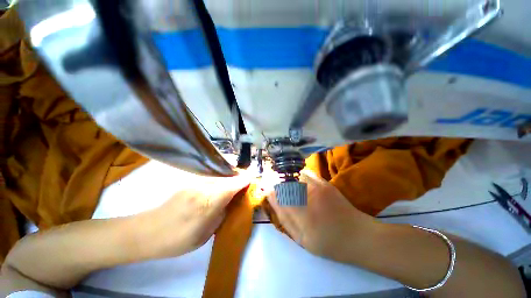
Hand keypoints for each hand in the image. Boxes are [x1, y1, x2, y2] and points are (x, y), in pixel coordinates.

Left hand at [139, 174, 249, 258]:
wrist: (148, 232)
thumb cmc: (179, 239)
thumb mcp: (207, 232)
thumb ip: (222, 212)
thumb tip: (232, 199)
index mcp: (208, 202)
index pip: (232, 185)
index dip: (244, 180)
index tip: (253, 177)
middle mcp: (203, 187)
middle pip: (226, 175)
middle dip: (238, 175)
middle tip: (245, 179)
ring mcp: (194, 181)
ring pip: (218, 172)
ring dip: (229, 173)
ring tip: (235, 179)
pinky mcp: (188, 180)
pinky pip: (210, 174)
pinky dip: (219, 175)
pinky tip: (220, 181)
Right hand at [265, 171, 378, 261]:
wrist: (359, 235)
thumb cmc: (329, 243)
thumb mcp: (303, 239)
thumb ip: (285, 218)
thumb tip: (272, 199)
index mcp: (302, 214)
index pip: (279, 195)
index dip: (270, 190)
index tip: (265, 190)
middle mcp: (309, 196)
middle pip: (285, 183)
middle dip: (277, 184)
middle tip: (274, 188)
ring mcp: (318, 187)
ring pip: (294, 176)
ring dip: (287, 180)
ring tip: (287, 187)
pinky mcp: (325, 183)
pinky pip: (306, 173)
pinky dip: (298, 177)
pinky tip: (299, 184)